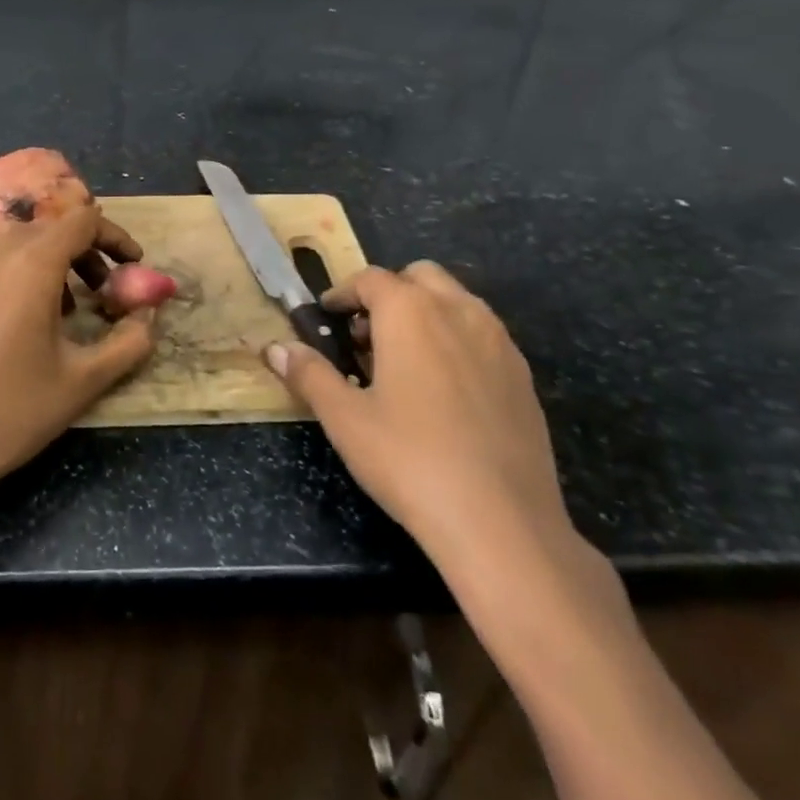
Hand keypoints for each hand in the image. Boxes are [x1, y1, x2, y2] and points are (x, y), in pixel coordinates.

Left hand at [0, 202, 156, 523]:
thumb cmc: (15, 411)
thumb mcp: (86, 380)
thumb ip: (131, 340)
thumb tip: (151, 313)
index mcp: (30, 264)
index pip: (82, 220)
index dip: (114, 237)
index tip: (133, 266)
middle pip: (51, 229)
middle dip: (86, 252)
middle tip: (105, 290)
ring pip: (20, 242)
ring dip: (53, 261)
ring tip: (68, 308)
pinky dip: (18, 270)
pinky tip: (22, 316)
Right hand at [265, 261, 572, 570]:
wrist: (502, 523)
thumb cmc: (409, 460)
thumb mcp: (345, 418)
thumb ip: (309, 374)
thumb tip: (276, 348)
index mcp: (410, 311)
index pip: (371, 279)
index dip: (343, 294)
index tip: (328, 318)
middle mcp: (458, 311)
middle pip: (419, 277)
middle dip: (389, 294)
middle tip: (366, 337)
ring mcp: (498, 341)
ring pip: (456, 301)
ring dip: (426, 313)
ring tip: (403, 363)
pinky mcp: (523, 375)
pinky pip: (483, 335)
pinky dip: (457, 340)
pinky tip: (444, 391)